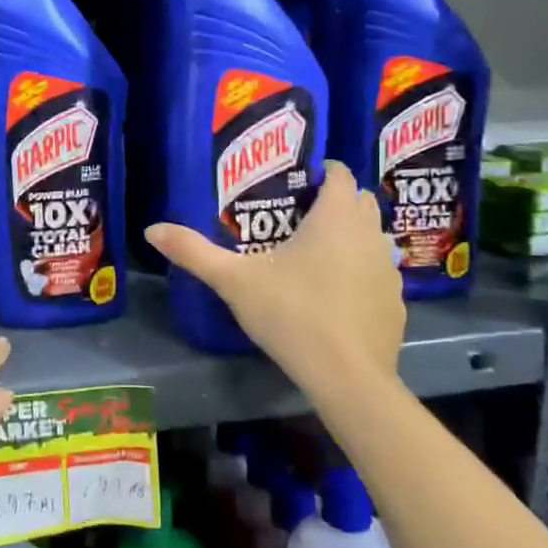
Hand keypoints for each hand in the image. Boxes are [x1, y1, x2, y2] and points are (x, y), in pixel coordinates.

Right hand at [147, 161, 405, 390]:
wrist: (347, 376)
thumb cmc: (291, 314)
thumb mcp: (234, 281)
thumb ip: (194, 252)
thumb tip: (151, 229)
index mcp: (334, 218)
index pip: (340, 175)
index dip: (324, 171)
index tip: (301, 179)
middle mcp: (369, 235)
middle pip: (360, 202)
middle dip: (337, 200)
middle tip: (301, 213)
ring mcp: (388, 270)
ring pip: (373, 237)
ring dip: (352, 236)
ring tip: (318, 252)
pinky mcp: (395, 303)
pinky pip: (379, 273)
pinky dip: (362, 272)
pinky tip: (337, 294)